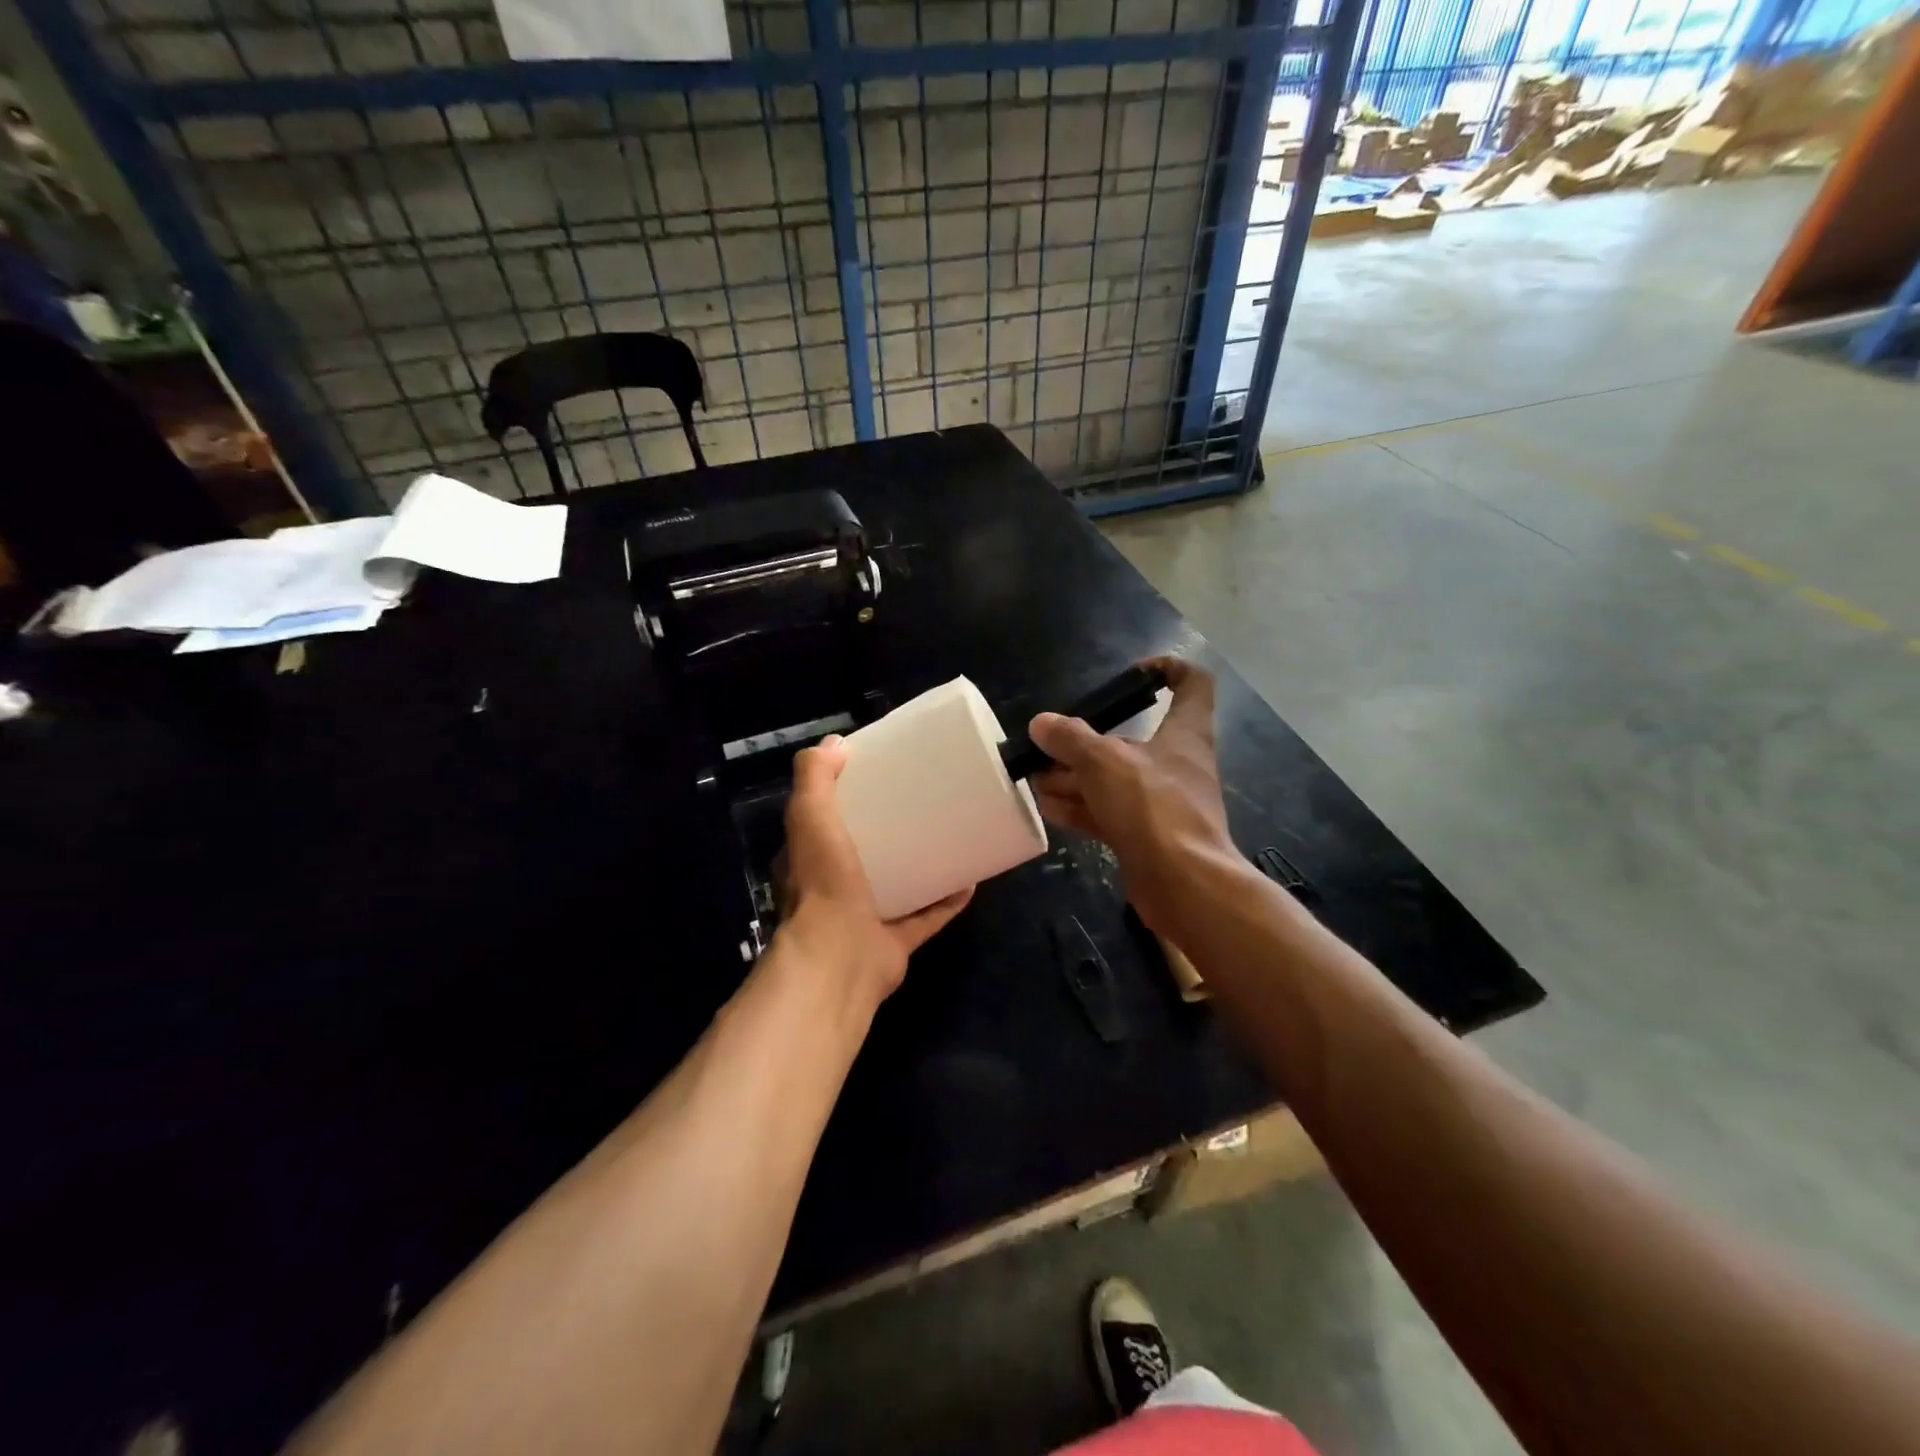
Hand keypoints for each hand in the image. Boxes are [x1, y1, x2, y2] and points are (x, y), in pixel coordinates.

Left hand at [776, 736, 973, 1002]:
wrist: (839, 959)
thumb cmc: (823, 883)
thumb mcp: (810, 817)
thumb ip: (815, 778)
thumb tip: (835, 742)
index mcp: (809, 861)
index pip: (822, 824)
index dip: (844, 800)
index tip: (876, 777)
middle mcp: (833, 890)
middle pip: (863, 854)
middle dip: (887, 831)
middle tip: (919, 803)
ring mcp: (865, 918)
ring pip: (895, 886)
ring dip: (919, 865)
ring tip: (947, 836)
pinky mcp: (894, 942)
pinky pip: (926, 917)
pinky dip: (946, 902)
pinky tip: (970, 880)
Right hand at [1028, 656, 1234, 939]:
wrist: (1184, 884)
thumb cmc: (1153, 807)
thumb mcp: (1104, 762)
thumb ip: (1070, 739)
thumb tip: (1041, 724)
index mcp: (1184, 733)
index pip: (1192, 683)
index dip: (1167, 669)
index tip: (1131, 675)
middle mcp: (1175, 763)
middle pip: (1132, 738)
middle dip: (1087, 741)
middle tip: (1047, 745)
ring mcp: (1161, 803)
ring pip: (1114, 780)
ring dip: (1075, 777)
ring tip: (1035, 777)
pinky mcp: (1147, 836)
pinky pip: (1108, 813)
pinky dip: (1080, 807)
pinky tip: (1047, 807)